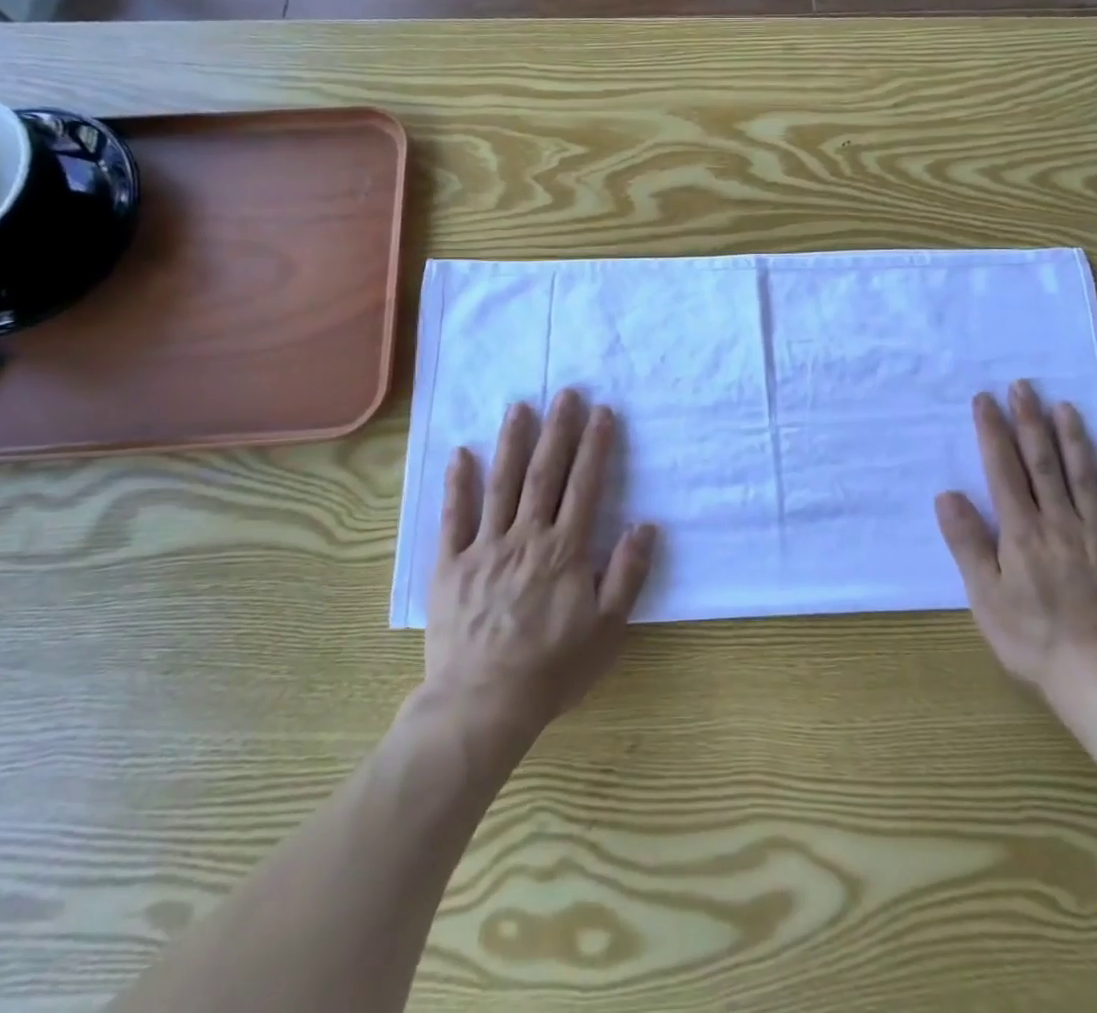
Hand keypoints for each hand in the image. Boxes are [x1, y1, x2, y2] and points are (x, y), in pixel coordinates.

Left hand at [423, 390, 655, 739]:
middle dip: (557, 430)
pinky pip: (453, 517)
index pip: (585, 485)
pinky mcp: (451, 565)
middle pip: (544, 473)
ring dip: (511, 442)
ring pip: (500, 484)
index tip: (602, 412)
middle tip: (564, 393)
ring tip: (519, 406)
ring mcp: (484, 547)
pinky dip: (457, 484)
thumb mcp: (607, 629)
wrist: (483, 704)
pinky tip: (461, 453)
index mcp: (564, 550)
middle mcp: (525, 537)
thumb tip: (645, 525)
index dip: (595, 446)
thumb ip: (627, 574)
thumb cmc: (552, 669)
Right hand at [934, 382, 1096, 699]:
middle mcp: (1060, 525)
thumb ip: (967, 543)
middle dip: (1030, 422)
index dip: (993, 432)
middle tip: (1024, 386)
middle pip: (1044, 464)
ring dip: (1073, 440)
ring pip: (1084, 479)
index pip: (1004, 470)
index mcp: (1021, 533)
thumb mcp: (984, 597)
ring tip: (1065, 407)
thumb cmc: (1033, 640)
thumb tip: (947, 494)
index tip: (985, 399)